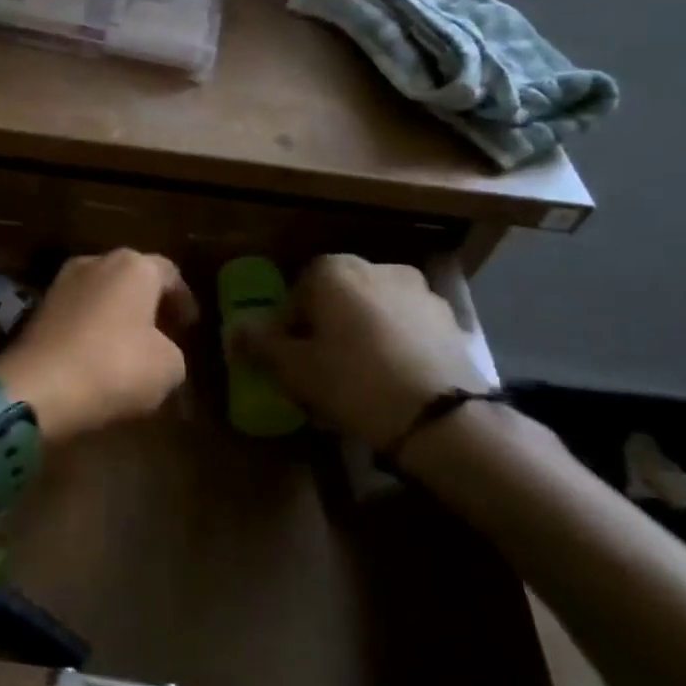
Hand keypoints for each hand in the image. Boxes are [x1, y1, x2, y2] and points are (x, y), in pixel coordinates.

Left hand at [0, 250, 197, 440]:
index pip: (169, 274)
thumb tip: (160, 351)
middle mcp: (97, 262)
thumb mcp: (169, 368)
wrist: (39, 386)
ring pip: (101, 294)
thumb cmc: (116, 367)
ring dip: (117, 315)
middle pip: (132, 278)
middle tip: (163, 332)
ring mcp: (62, 282)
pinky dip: (91, 328)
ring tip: (131, 346)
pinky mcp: (38, 307)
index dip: (183, 300)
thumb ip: (173, 352)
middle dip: (148, 304)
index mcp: (134, 267)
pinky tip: (98, 354)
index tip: (190, 325)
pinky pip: (77, 312)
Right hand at [237, 255, 490, 447]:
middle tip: (322, 366)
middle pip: (338, 297)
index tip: (291, 357)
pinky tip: (393, 380)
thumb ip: (259, 344)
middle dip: (327, 326)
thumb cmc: (353, 381)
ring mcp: (420, 291)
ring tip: (361, 377)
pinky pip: (406, 327)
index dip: (289, 325)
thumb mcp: (293, 368)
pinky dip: (395, 344)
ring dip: (363, 333)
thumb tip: (235, 330)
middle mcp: (378, 268)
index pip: (297, 291)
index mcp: (335, 271)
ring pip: (374, 310)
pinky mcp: (451, 320)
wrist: (441, 417)